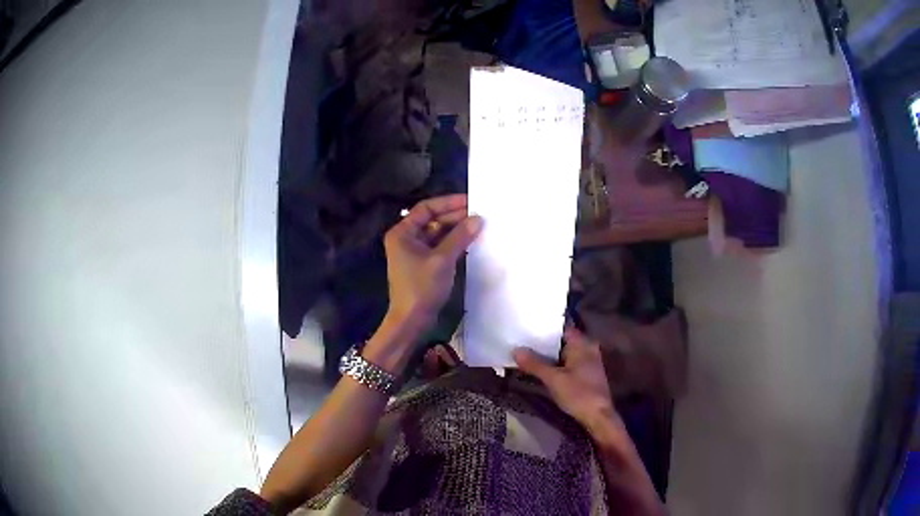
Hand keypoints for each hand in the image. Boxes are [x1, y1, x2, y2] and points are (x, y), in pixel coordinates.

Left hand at [383, 194, 482, 328]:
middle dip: (455, 217)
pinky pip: (439, 247)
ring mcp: (414, 252)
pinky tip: (471, 242)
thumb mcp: (442, 260)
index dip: (448, 203)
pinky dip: (454, 243)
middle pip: (432, 220)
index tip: (471, 202)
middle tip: (480, 214)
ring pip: (438, 233)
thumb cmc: (422, 287)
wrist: (412, 320)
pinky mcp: (423, 264)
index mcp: (402, 233)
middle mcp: (406, 238)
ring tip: (479, 226)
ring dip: (456, 230)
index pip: (426, 208)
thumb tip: (478, 219)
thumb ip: (460, 237)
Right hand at [513, 327, 617, 429]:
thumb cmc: (578, 393)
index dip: (544, 328)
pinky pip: (569, 363)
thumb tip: (515, 350)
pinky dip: (557, 364)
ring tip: (528, 354)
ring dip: (550, 355)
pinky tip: (543, 369)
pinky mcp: (587, 374)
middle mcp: (588, 348)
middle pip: (562, 341)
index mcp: (582, 344)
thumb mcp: (553, 379)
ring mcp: (589, 362)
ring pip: (565, 353)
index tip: (526, 329)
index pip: (561, 329)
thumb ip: (534, 364)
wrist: (598, 416)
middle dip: (544, 343)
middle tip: (522, 342)